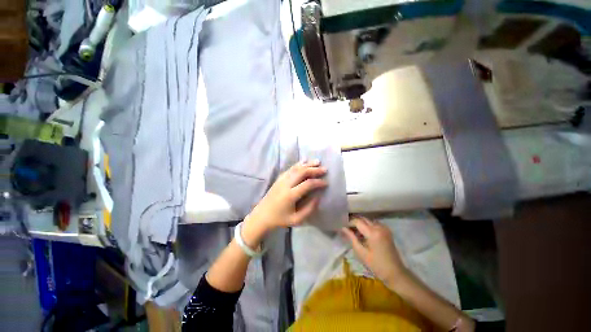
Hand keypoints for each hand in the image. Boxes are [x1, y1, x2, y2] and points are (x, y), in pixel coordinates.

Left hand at [245, 160, 326, 235]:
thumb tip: (318, 197)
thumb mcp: (296, 220)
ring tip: (317, 162)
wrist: (262, 216)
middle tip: (324, 169)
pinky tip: (304, 161)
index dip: (318, 182)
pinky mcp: (279, 178)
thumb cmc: (280, 219)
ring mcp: (281, 180)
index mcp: (290, 195)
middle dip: (314, 170)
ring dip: (307, 164)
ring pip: (296, 168)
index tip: (326, 183)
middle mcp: (286, 184)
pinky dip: (298, 164)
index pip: (307, 184)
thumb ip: (309, 209)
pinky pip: (290, 169)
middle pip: (302, 172)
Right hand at [342, 216, 407, 287]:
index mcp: (373, 233)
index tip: (343, 227)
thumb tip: (343, 228)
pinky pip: (374, 224)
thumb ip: (351, 237)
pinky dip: (367, 226)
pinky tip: (364, 234)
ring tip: (354, 232)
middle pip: (363, 219)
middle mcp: (379, 227)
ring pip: (368, 220)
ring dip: (361, 224)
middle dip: (354, 222)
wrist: (395, 273)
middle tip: (347, 229)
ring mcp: (384, 228)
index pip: (357, 221)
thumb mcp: (361, 252)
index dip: (349, 223)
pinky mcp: (387, 231)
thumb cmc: (376, 265)